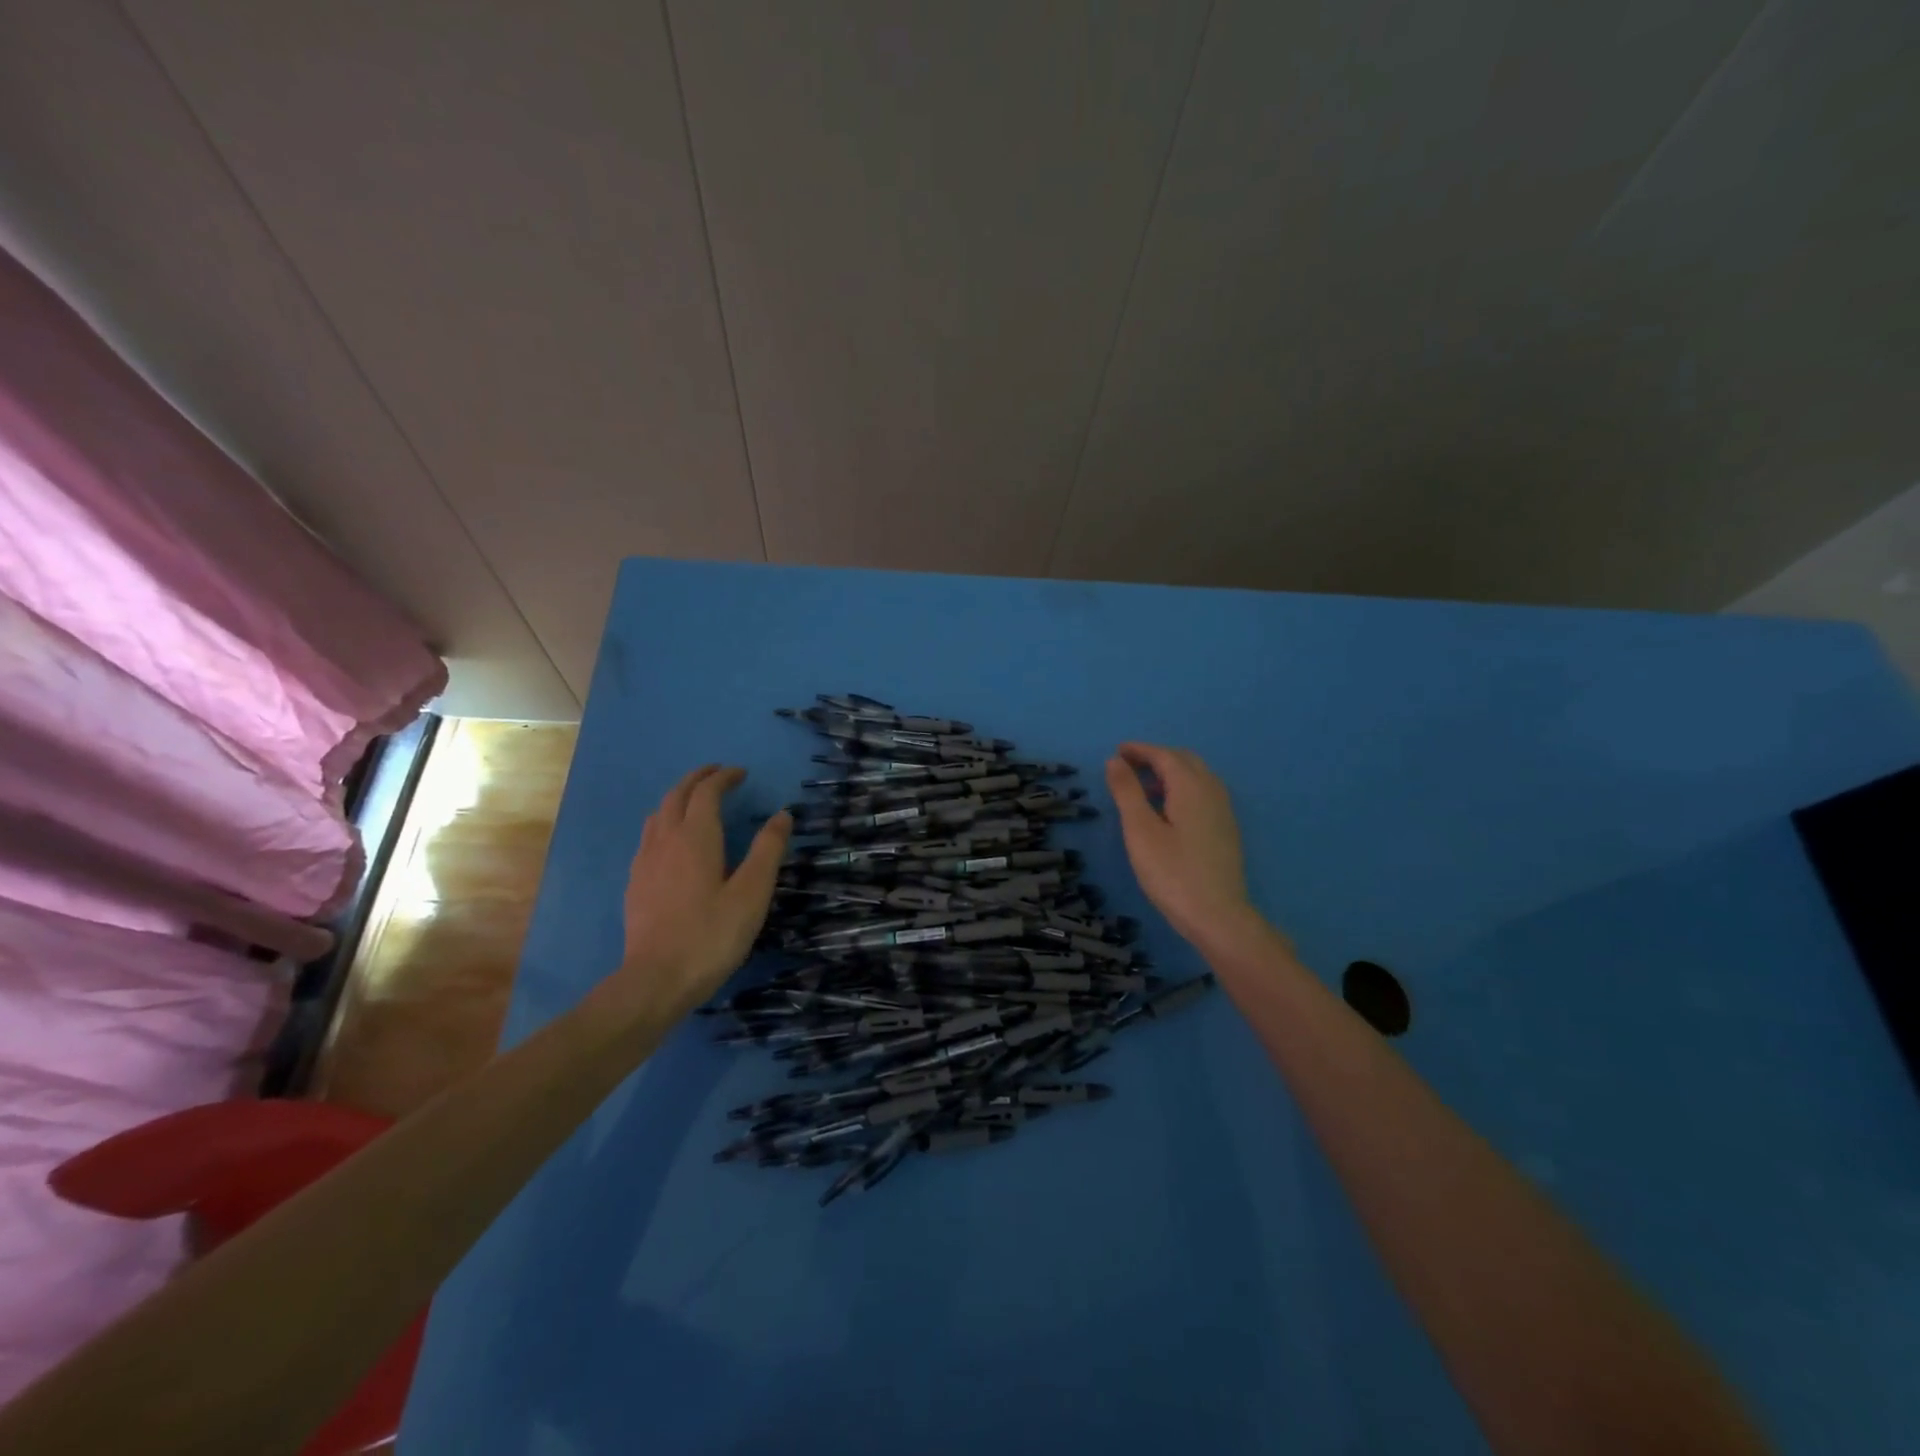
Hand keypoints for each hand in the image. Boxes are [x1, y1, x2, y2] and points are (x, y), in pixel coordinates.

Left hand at [608, 765, 790, 1020]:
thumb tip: (782, 815)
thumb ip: (768, 850)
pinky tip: (672, 842)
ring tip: (695, 801)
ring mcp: (645, 861)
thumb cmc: (712, 935)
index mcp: (696, 837)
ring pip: (658, 814)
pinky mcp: (635, 883)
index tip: (741, 773)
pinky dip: (665, 822)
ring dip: (678, 798)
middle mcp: (665, 840)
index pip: (707, 792)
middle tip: (718, 775)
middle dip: (697, 779)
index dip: (724, 777)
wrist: (656, 980)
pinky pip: (649, 836)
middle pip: (677, 795)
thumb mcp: (752, 893)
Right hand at [1105, 743, 1270, 954]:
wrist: (1217, 916)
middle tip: (1129, 767)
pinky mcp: (1226, 830)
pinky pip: (1204, 794)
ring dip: (1171, 773)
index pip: (1165, 756)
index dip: (1140, 750)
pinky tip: (1169, 811)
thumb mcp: (1140, 830)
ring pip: (1198, 778)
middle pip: (1185, 761)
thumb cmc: (1172, 872)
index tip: (1117, 751)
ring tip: (1145, 788)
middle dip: (1157, 758)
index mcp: (1191, 787)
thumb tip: (1115, 761)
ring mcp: (1223, 812)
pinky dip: (1183, 789)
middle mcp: (1212, 792)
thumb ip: (1127, 792)